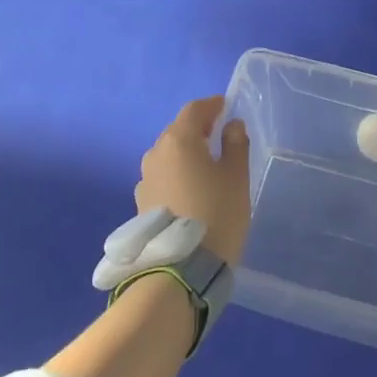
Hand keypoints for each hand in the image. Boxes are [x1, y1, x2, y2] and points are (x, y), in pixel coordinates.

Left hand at [137, 95, 251, 265]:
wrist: (182, 270)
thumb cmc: (216, 214)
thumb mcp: (236, 177)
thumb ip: (235, 145)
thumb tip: (232, 125)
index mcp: (178, 140)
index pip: (194, 110)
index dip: (212, 106)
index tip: (226, 107)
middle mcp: (155, 154)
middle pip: (178, 132)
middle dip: (198, 130)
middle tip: (219, 137)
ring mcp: (144, 181)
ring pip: (168, 156)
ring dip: (185, 155)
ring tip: (205, 167)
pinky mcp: (141, 205)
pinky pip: (162, 178)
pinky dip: (177, 176)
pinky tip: (190, 192)